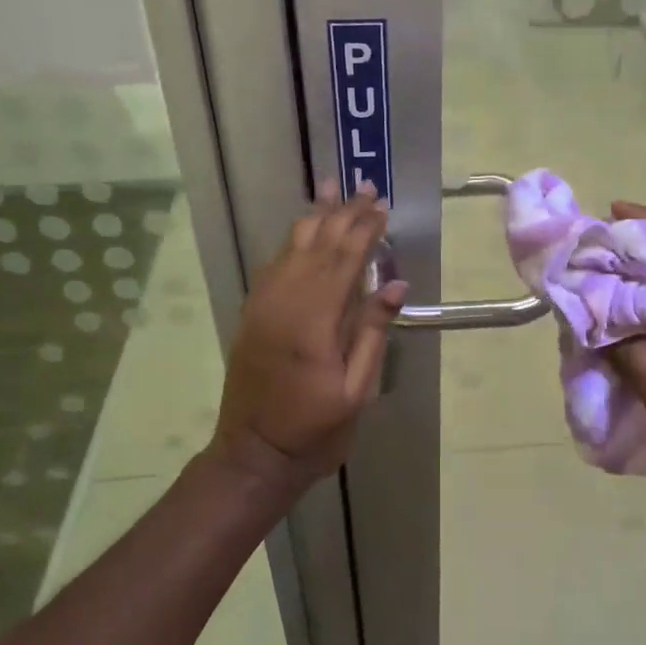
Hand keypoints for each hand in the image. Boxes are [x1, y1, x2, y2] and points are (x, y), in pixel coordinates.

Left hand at [208, 180, 407, 497]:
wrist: (253, 456)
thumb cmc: (314, 430)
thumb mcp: (356, 391)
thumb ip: (373, 334)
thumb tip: (393, 284)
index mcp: (314, 322)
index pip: (344, 261)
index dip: (364, 231)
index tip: (381, 207)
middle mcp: (285, 303)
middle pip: (317, 246)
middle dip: (342, 215)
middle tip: (362, 188)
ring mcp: (263, 307)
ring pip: (290, 249)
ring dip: (314, 218)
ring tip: (330, 191)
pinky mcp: (252, 315)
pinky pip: (272, 266)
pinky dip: (291, 242)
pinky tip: (302, 231)